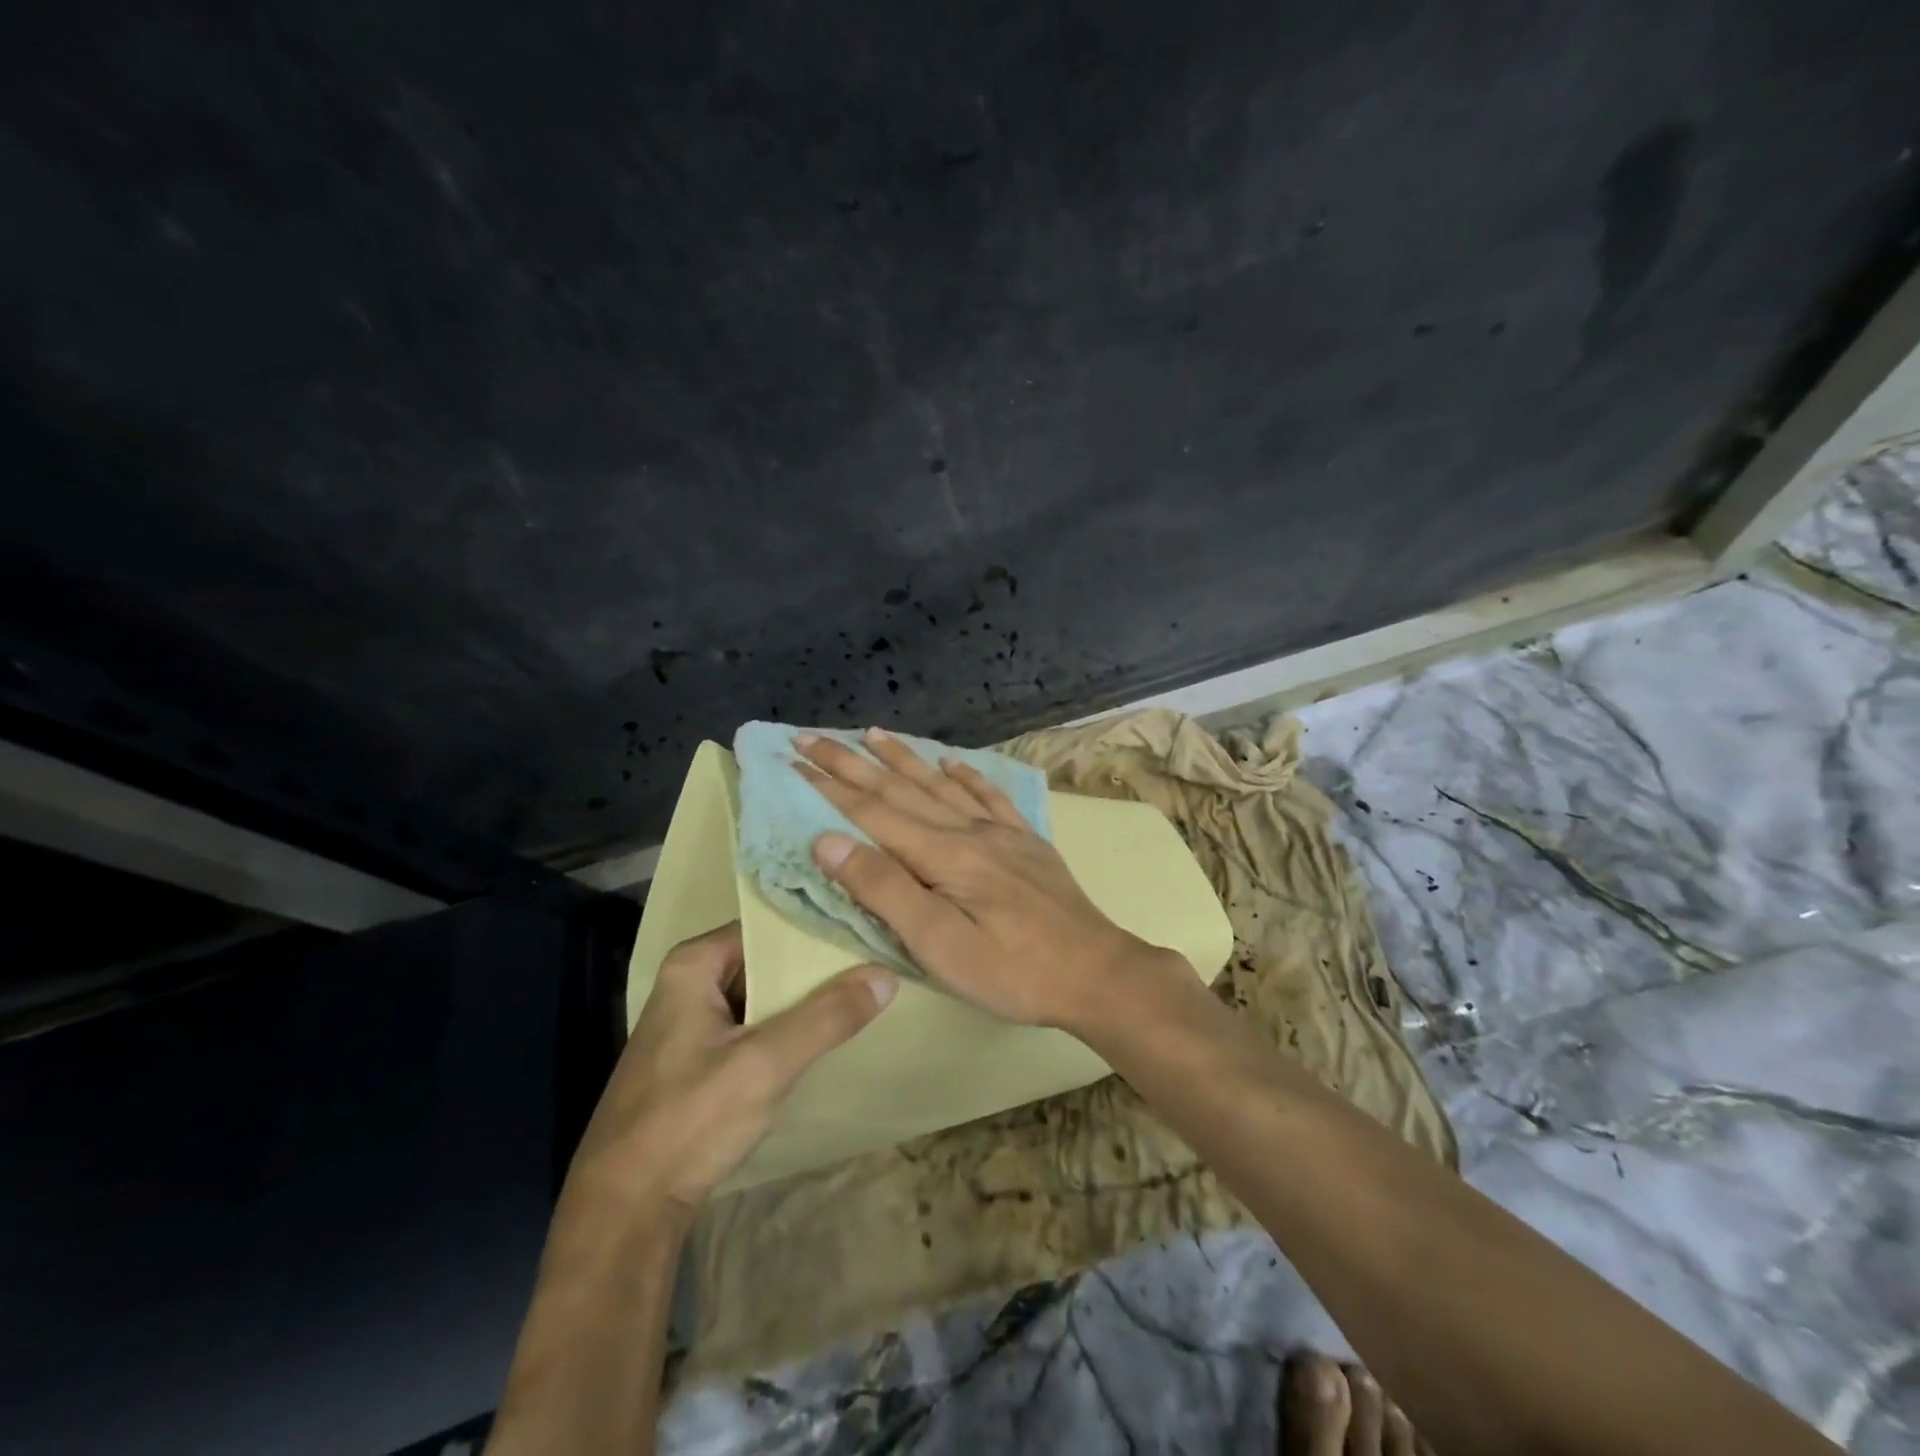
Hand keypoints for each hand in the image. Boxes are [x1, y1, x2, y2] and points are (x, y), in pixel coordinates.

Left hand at [566, 922, 894, 1222]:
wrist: (625, 1210)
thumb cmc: (689, 1121)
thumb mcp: (766, 1063)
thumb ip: (827, 1016)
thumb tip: (886, 974)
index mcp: (695, 964)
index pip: (770, 925)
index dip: (818, 928)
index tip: (868, 927)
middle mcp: (692, 981)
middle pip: (769, 958)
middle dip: (818, 964)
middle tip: (877, 958)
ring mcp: (695, 1021)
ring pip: (765, 993)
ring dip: (808, 997)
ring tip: (867, 988)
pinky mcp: (701, 1057)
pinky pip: (756, 1023)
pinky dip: (790, 1026)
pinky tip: (830, 1032)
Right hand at [793, 727, 1188, 1033]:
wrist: (1096, 972)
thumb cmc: (1011, 970)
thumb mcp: (938, 944)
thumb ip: (884, 889)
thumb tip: (828, 841)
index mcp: (942, 854)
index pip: (872, 812)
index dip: (830, 787)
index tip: (794, 761)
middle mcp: (968, 830)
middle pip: (900, 789)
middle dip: (852, 762)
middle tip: (812, 738)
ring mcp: (1001, 832)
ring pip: (940, 784)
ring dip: (903, 758)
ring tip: (872, 734)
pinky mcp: (1026, 841)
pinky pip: (990, 796)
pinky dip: (966, 775)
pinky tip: (953, 762)